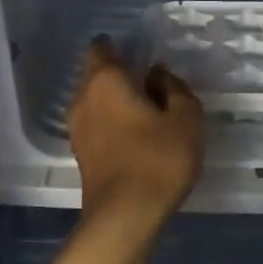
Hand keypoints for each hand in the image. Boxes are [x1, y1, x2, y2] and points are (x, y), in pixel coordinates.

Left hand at [67, 38, 204, 225]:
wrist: (125, 216)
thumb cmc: (158, 159)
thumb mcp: (185, 119)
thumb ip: (175, 89)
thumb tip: (159, 76)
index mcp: (105, 80)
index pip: (103, 47)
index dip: (121, 47)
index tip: (143, 56)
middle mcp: (83, 98)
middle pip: (98, 75)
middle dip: (121, 75)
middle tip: (153, 85)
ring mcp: (77, 128)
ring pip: (96, 102)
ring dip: (117, 102)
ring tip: (148, 113)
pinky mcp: (81, 154)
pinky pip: (97, 125)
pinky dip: (113, 124)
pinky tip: (137, 137)